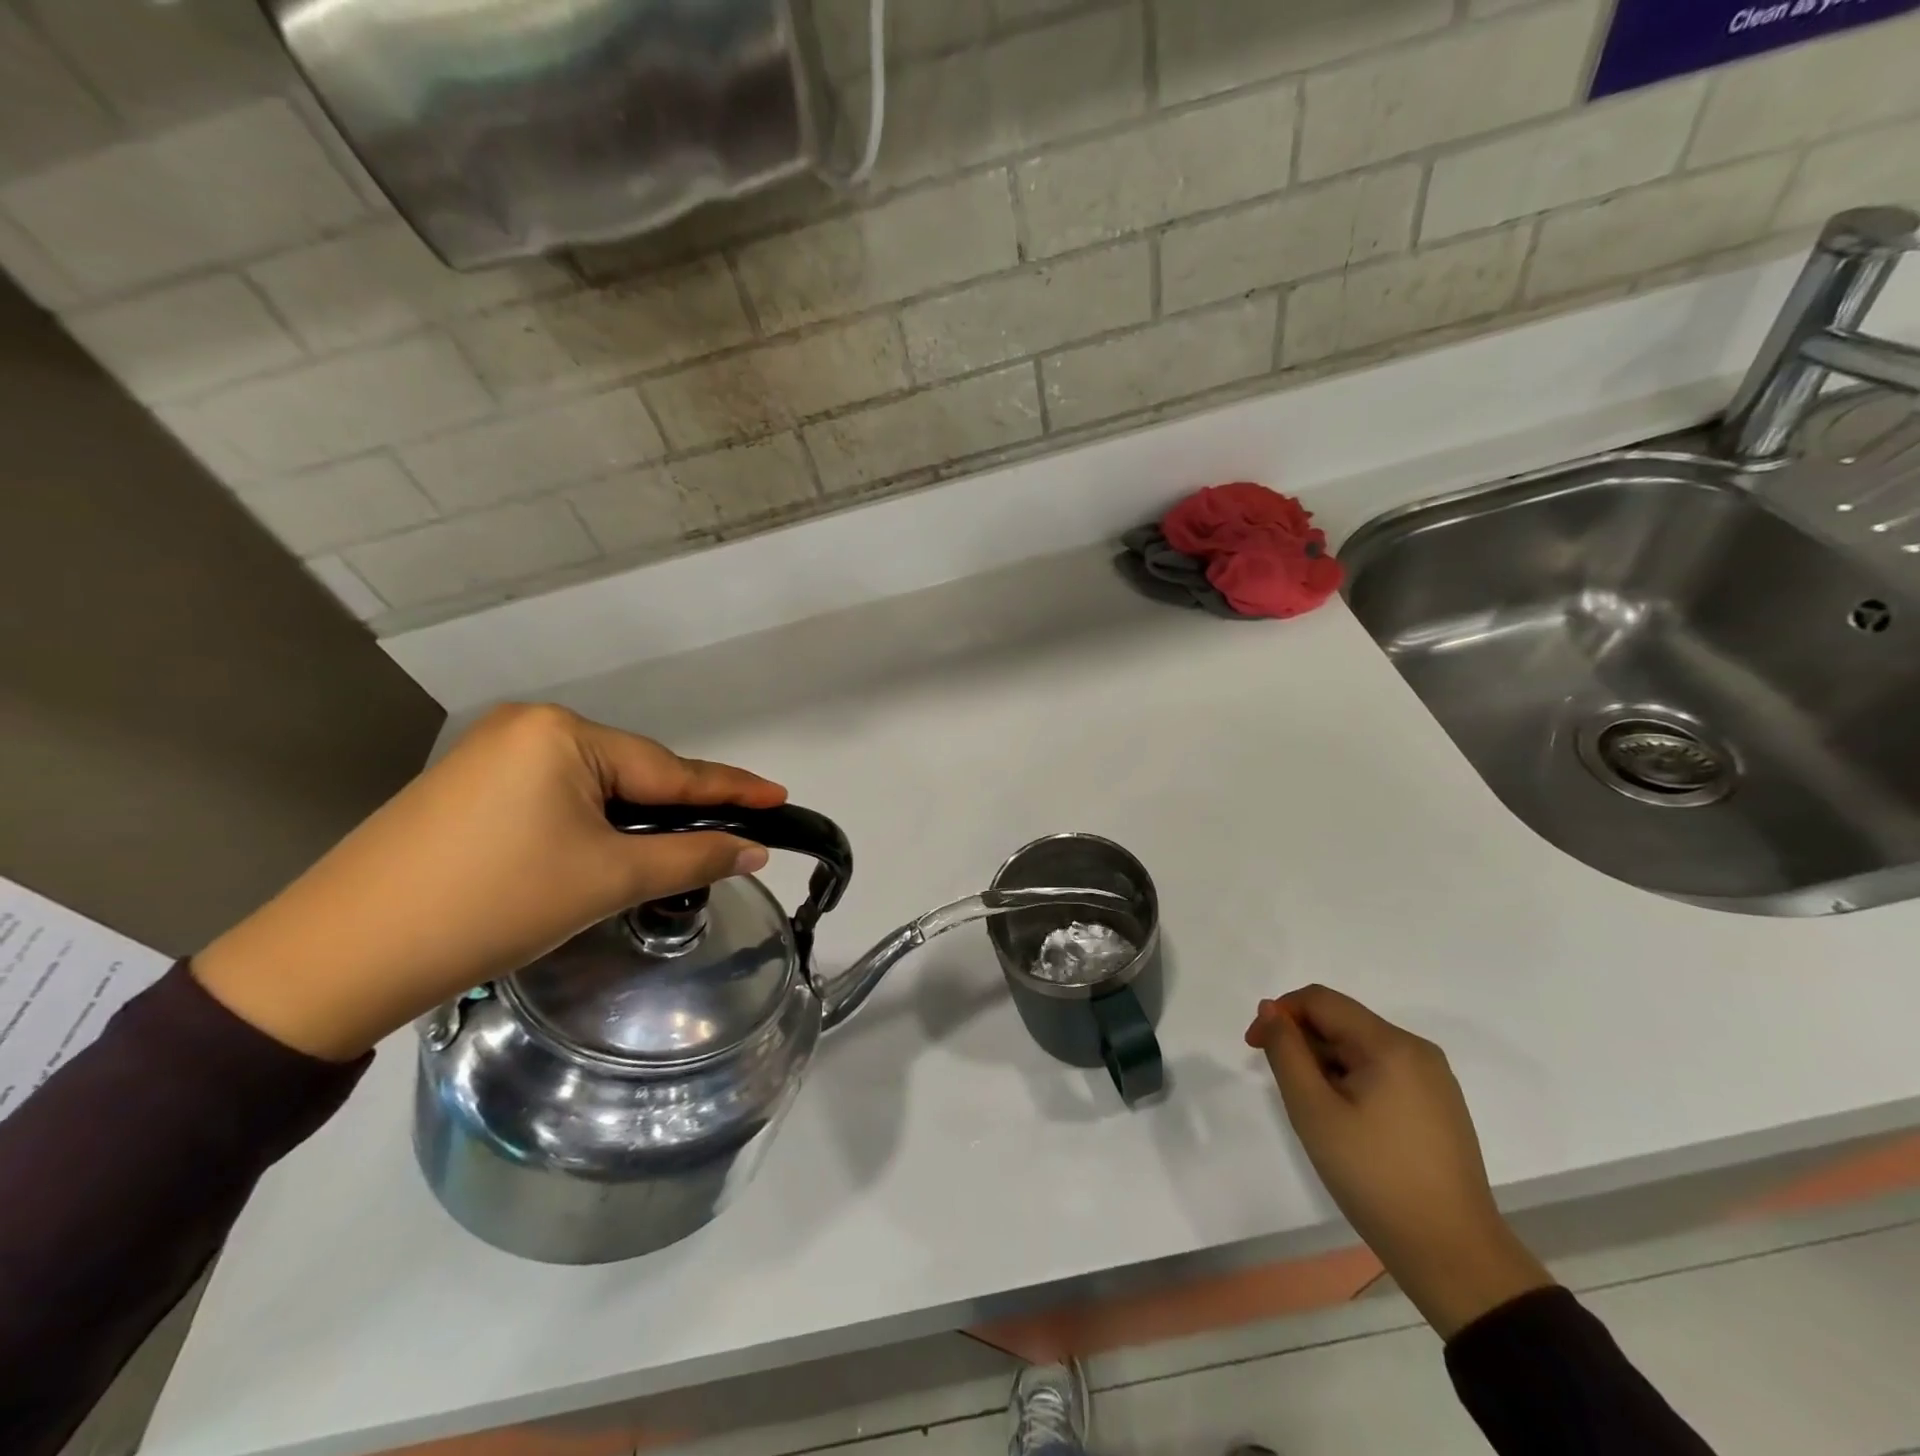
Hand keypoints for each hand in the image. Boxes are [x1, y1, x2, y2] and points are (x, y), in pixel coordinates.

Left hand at [193, 704, 786, 1061]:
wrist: (341, 957)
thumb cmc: (493, 904)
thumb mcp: (606, 879)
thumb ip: (690, 856)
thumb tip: (754, 851)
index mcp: (563, 734)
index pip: (670, 769)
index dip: (731, 789)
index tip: (781, 796)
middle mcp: (529, 728)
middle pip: (632, 774)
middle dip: (677, 810)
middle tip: (728, 840)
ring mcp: (492, 755)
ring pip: (595, 788)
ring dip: (634, 822)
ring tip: (667, 854)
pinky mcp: (469, 788)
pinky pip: (556, 798)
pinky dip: (591, 825)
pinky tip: (599, 853)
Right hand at [1246, 985, 1551, 1338]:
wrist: (1453, 1256)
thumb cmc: (1375, 1178)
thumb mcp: (1313, 1110)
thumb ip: (1286, 1051)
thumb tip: (1272, 1010)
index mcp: (1390, 1045)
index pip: (1320, 1000)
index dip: (1279, 1013)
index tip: (1255, 1048)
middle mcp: (1417, 1050)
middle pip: (1342, 1021)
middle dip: (1303, 1042)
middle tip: (1286, 1090)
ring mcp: (1434, 1079)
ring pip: (1360, 1047)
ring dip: (1326, 1065)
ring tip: (1317, 1112)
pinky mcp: (1439, 1105)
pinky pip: (1382, 1071)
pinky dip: (1352, 1081)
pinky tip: (1348, 1122)